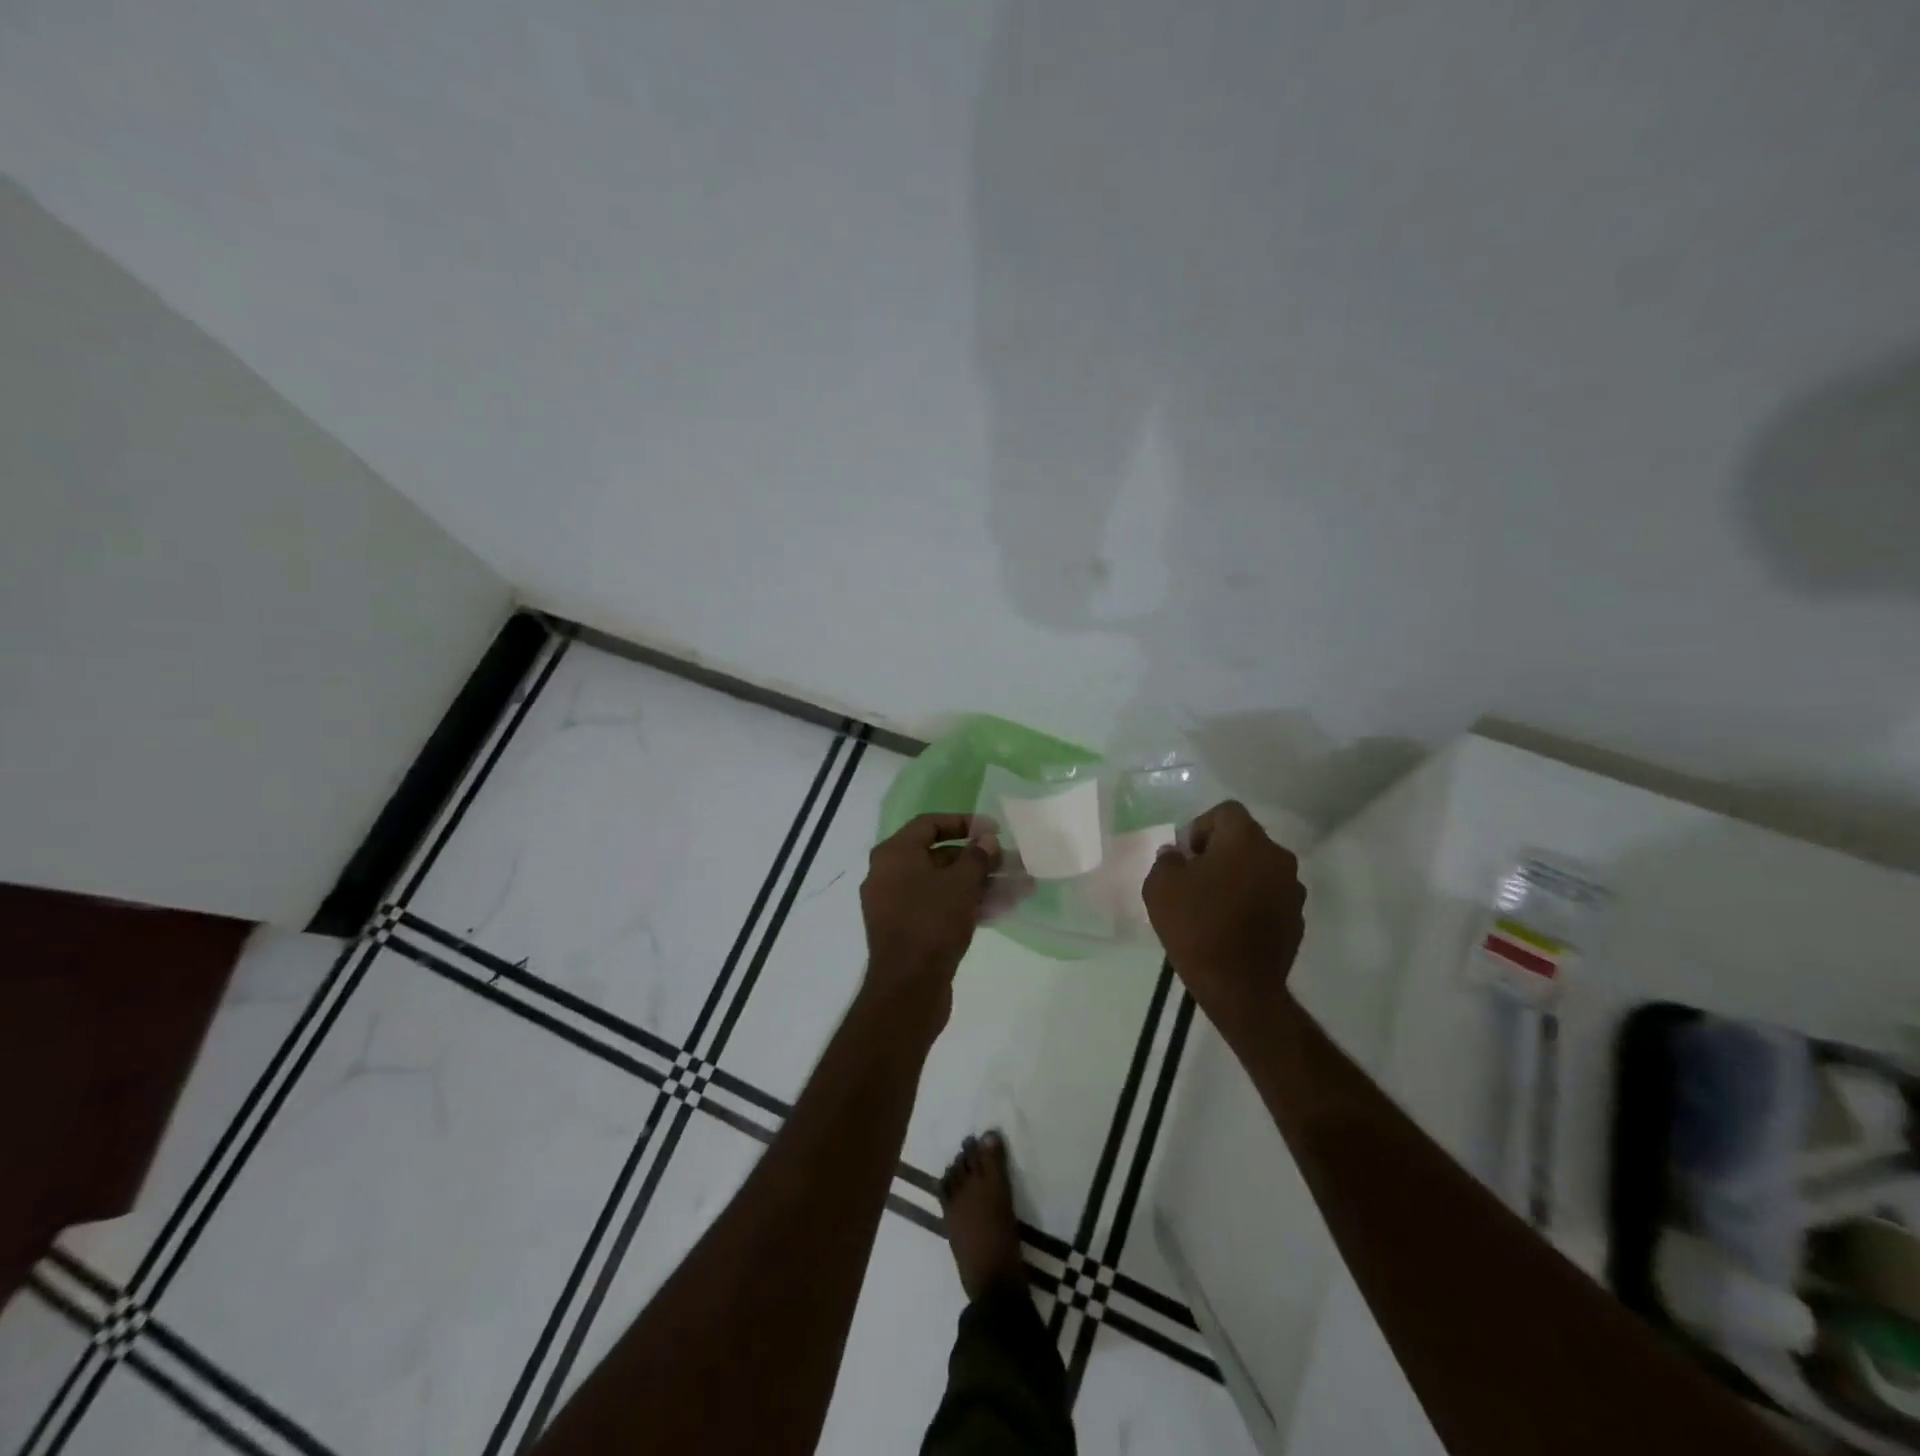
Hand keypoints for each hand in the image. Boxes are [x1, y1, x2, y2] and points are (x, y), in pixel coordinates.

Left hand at [860, 813, 999, 1031]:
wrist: (908, 988)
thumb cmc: (932, 923)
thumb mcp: (961, 884)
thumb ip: (977, 857)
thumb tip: (986, 840)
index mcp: (894, 854)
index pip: (929, 824)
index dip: (964, 822)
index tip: (994, 830)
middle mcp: (889, 874)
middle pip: (938, 855)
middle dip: (977, 858)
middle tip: (1009, 862)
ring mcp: (896, 904)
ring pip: (942, 884)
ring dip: (978, 883)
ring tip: (1016, 887)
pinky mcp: (907, 930)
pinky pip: (938, 907)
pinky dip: (965, 904)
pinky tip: (1000, 909)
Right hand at [1143, 800, 1304, 1032]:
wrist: (1239, 987)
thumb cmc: (1196, 926)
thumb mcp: (1160, 886)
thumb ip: (1167, 860)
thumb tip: (1178, 856)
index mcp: (1246, 840)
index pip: (1225, 812)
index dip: (1200, 828)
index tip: (1186, 857)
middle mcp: (1277, 857)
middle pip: (1245, 840)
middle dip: (1219, 853)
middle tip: (1195, 879)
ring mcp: (1293, 890)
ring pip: (1259, 869)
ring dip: (1238, 877)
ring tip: (1213, 905)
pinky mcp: (1297, 919)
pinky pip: (1269, 897)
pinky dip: (1252, 902)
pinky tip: (1231, 927)